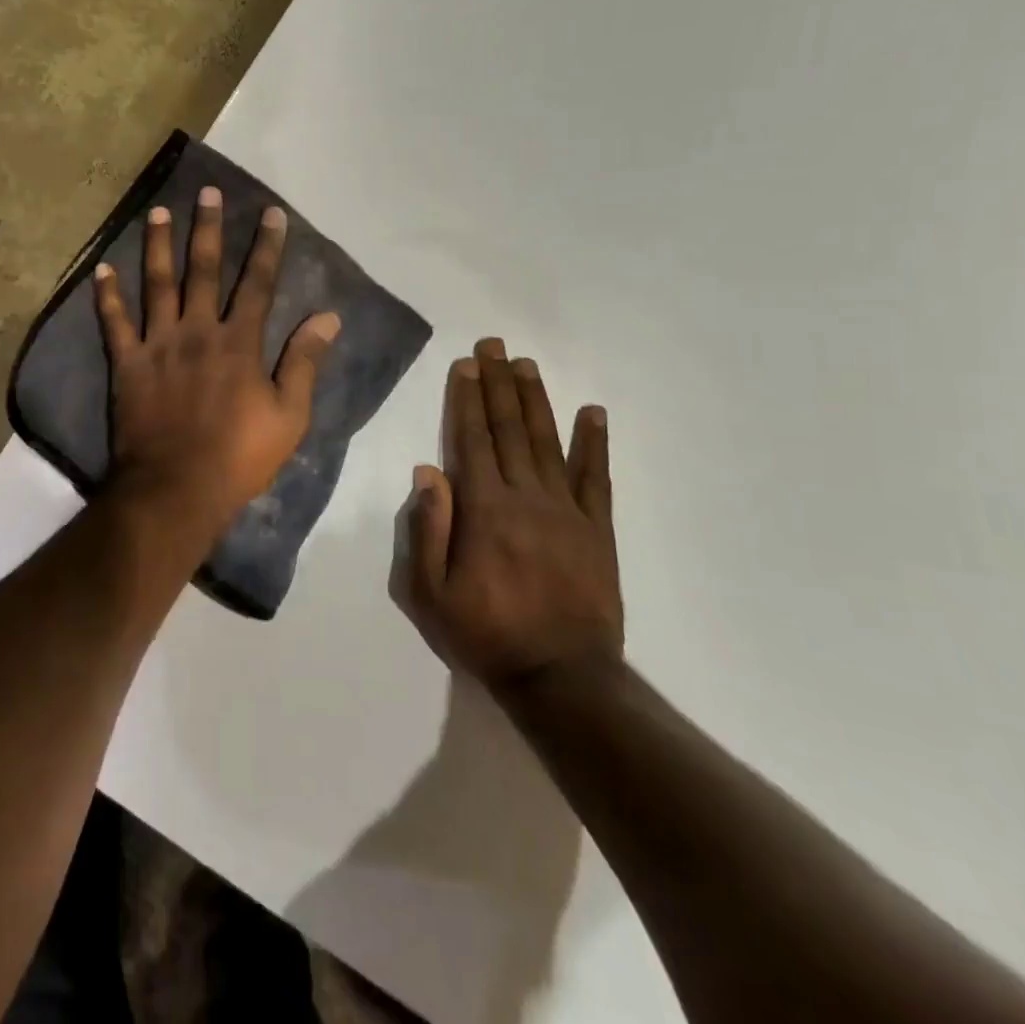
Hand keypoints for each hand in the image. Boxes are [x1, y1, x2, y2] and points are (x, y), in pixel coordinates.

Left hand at [94, 187, 339, 544]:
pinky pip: (114, 323)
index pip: (257, 283)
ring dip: (157, 246)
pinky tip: (101, 269)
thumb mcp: (289, 415)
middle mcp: (197, 331)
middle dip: (208, 229)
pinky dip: (107, 296)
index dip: (266, 247)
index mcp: (239, 342)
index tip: (271, 213)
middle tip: (207, 192)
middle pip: (203, 270)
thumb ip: (304, 362)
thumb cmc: (239, 456)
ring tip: (156, 211)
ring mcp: (158, 344)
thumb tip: (327, 317)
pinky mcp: (128, 364)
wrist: (176, 488)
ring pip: (157, 285)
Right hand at [394, 338, 620, 691]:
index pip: (471, 439)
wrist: (562, 678)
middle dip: (498, 384)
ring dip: (536, 400)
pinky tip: (594, 413)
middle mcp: (526, 496)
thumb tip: (426, 471)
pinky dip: (595, 443)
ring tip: (527, 365)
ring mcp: (567, 510)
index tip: (466, 364)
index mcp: (484, 509)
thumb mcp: (431, 592)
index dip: (466, 398)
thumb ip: (427, 528)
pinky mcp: (598, 529)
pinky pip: (597, 477)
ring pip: (547, 442)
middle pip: (508, 429)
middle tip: (494, 345)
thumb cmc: (486, 634)